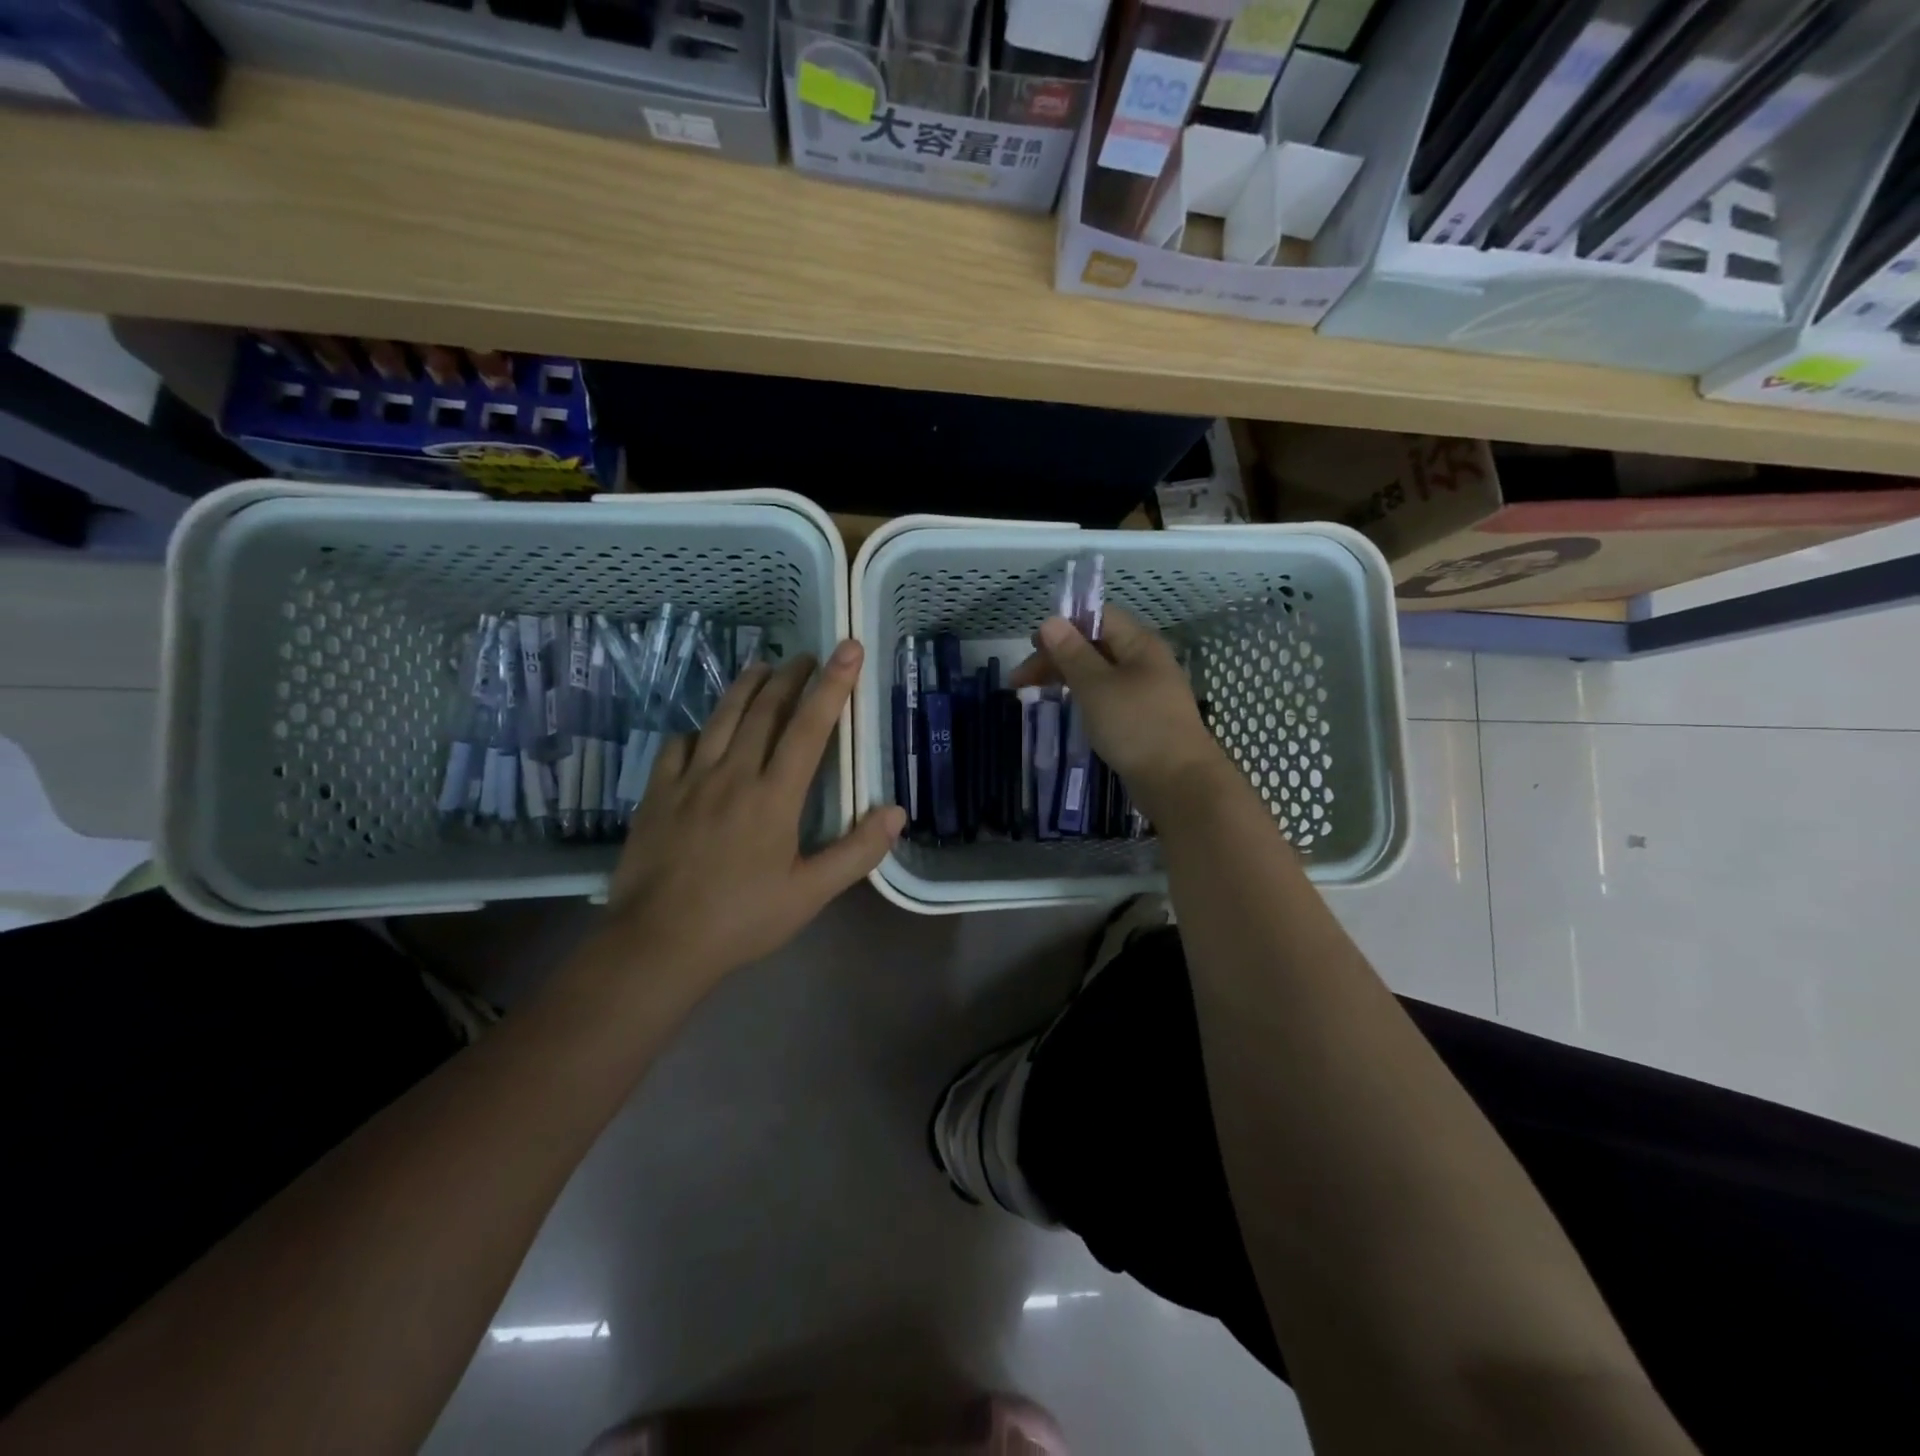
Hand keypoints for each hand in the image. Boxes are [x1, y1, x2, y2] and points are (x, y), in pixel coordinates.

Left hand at [602, 640, 906, 984]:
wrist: (658, 943)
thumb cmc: (742, 919)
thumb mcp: (810, 893)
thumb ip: (856, 851)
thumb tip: (897, 811)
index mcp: (774, 796)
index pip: (809, 728)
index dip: (832, 685)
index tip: (848, 649)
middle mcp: (733, 775)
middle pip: (764, 711)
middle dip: (791, 677)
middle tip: (807, 655)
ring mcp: (690, 781)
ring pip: (721, 719)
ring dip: (745, 688)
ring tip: (762, 666)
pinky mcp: (656, 794)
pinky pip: (677, 746)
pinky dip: (698, 729)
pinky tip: (703, 730)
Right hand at [1012, 604, 1229, 823]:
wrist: (1179, 782)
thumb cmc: (1136, 727)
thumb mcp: (1096, 686)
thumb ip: (1072, 653)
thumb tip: (1050, 621)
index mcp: (1140, 644)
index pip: (1099, 617)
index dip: (1064, 626)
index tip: (1033, 648)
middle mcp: (1146, 661)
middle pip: (1096, 645)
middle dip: (1058, 656)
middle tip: (1021, 681)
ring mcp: (1146, 691)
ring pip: (1100, 673)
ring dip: (1068, 678)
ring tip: (1037, 695)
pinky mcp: (1143, 718)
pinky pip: (1108, 697)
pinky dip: (1085, 698)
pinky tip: (1069, 711)